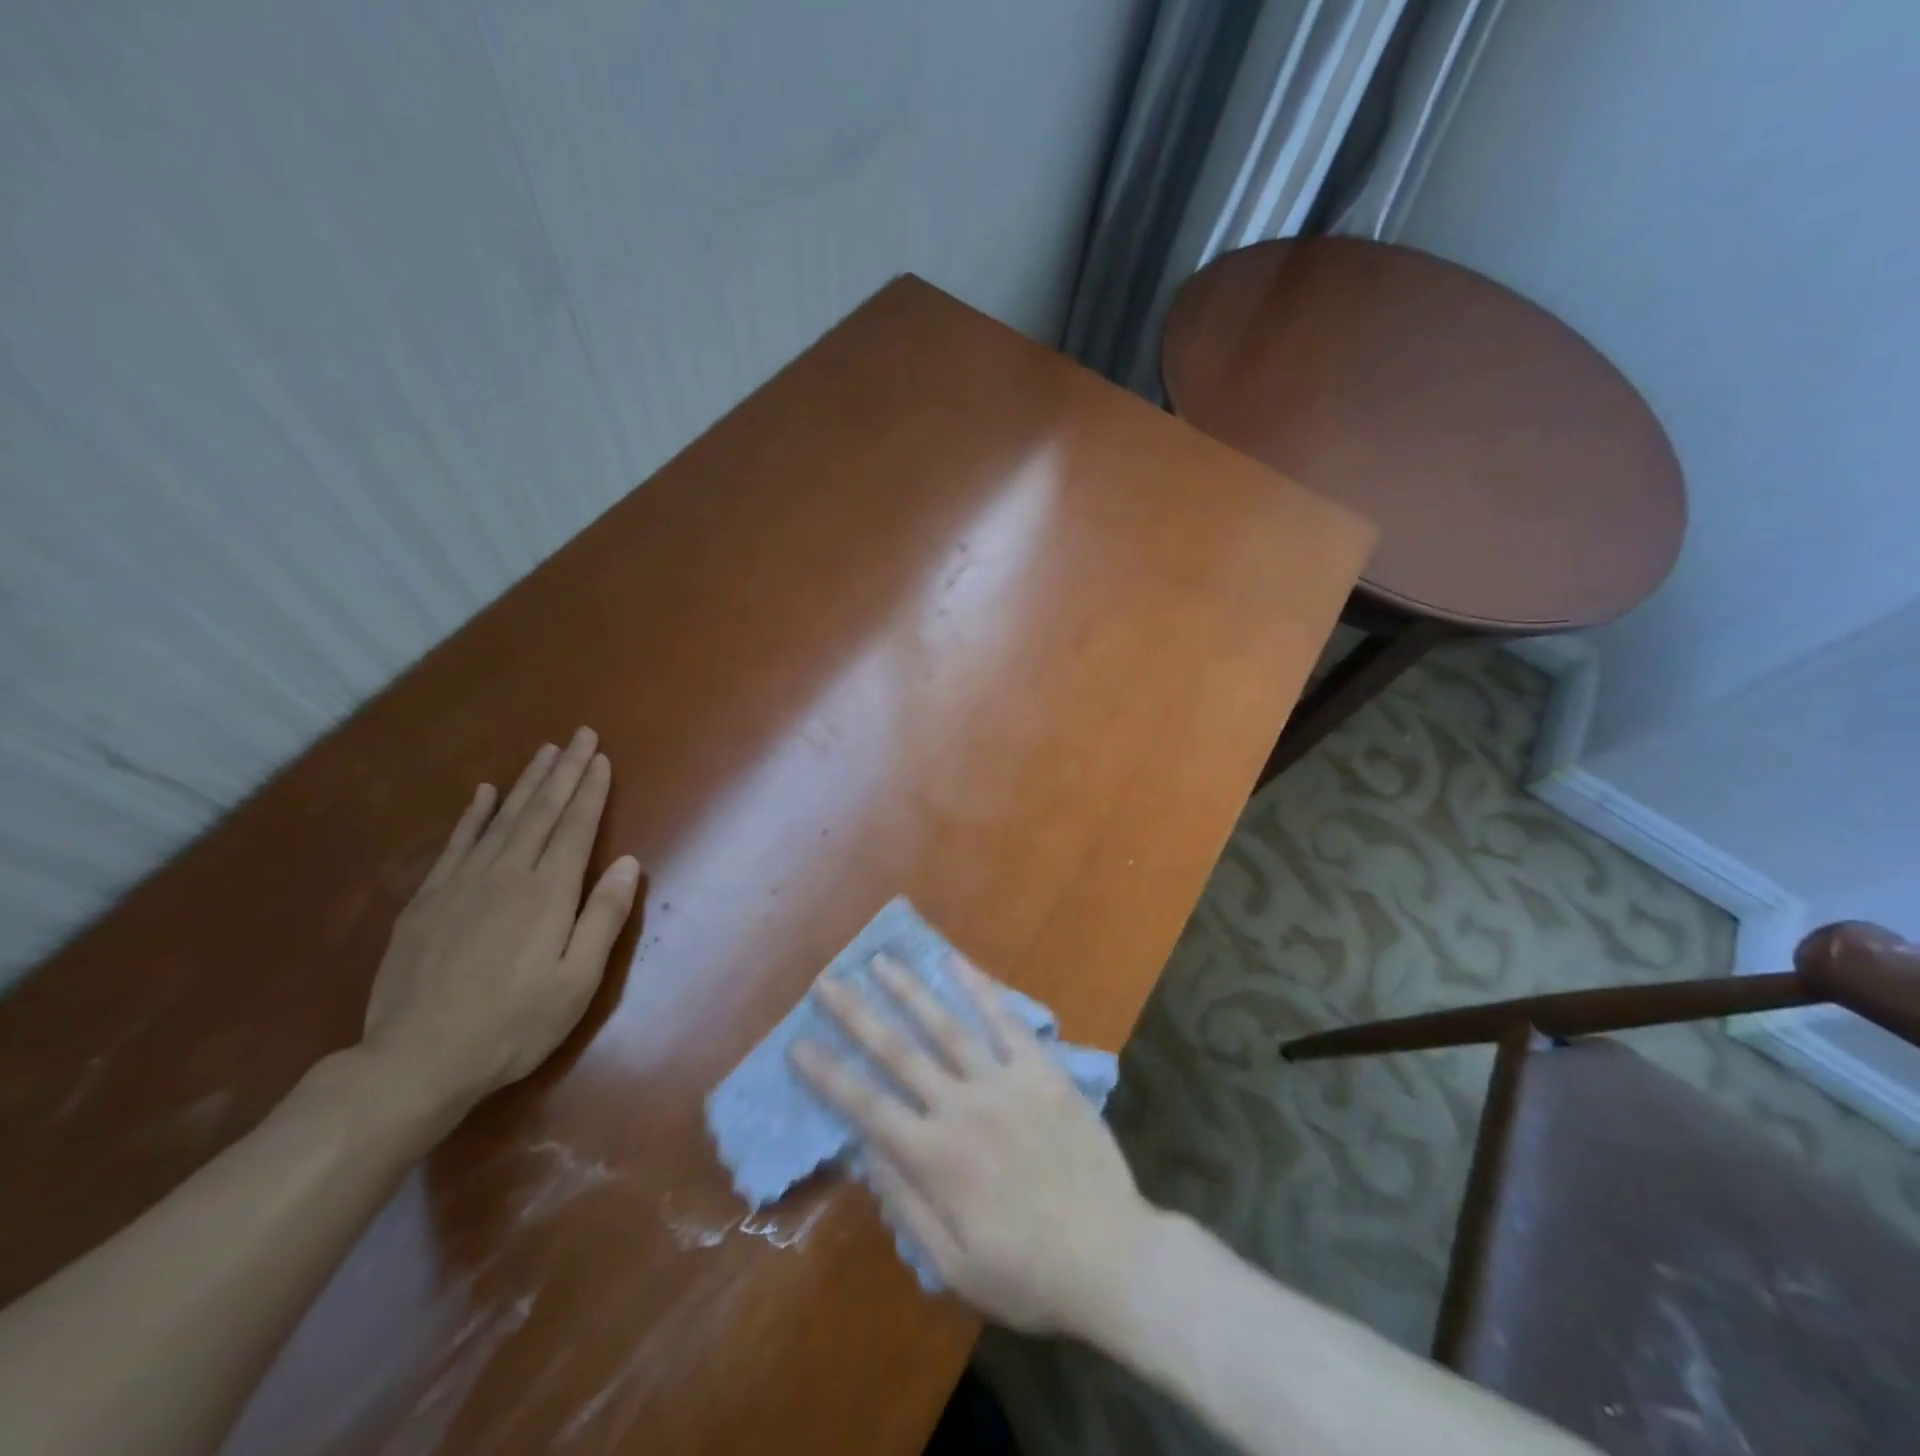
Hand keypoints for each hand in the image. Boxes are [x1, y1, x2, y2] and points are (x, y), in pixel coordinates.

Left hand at [361, 728, 640, 1114]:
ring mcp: (461, 884)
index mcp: (548, 892)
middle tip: (579, 735)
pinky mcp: (427, 901)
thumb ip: (604, 917)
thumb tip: (629, 862)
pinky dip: (472, 815)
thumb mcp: (578, 980)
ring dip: (525, 783)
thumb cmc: (514, 1024)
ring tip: (543, 752)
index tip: (601, 757)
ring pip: (501, 819)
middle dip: (563, 771)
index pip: (576, 827)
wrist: (417, 1061)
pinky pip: (455, 844)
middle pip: (540, 811)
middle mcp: (506, 874)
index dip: (590, 790)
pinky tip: (482, 794)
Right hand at [792, 954, 1155, 1335]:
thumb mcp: (953, 1265)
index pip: (866, 1106)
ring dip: (909, 991)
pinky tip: (956, 962)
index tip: (798, 1044)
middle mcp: (961, 1107)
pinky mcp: (1042, 1070)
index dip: (828, 1074)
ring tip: (881, 961)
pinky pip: (1006, 1021)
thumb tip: (865, 1151)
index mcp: (935, 1158)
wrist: (1112, 1257)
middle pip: (898, 1051)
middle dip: (857, 1014)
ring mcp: (1004, 1082)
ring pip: (946, 1025)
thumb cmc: (1028, 1273)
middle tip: (827, 981)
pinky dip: (980, 989)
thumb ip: (906, 1204)